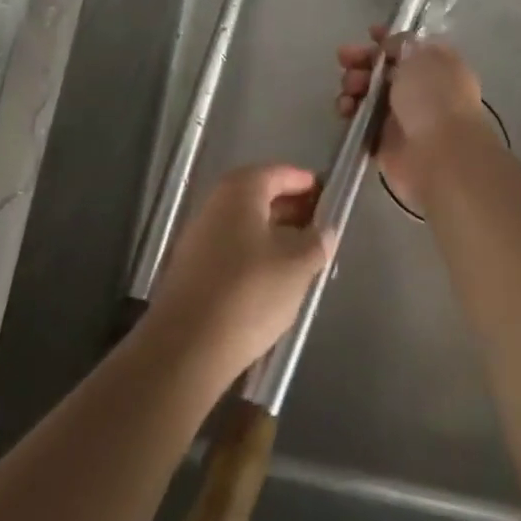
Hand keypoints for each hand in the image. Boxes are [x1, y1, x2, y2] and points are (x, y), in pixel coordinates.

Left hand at [144, 165, 333, 387]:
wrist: (187, 346)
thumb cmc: (249, 292)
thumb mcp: (297, 265)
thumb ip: (317, 241)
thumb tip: (325, 229)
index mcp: (241, 188)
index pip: (282, 173)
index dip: (309, 184)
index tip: (333, 199)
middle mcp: (217, 202)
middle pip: (263, 196)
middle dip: (294, 210)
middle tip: (323, 231)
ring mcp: (201, 234)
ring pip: (248, 225)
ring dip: (277, 235)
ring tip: (305, 259)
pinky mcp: (194, 267)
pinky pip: (234, 249)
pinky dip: (257, 255)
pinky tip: (275, 281)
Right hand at [336, 27, 487, 205]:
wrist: (440, 157)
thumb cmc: (434, 97)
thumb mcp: (420, 55)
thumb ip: (401, 44)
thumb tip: (390, 46)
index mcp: (436, 65)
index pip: (409, 45)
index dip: (388, 38)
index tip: (369, 33)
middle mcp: (420, 89)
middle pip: (383, 68)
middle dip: (362, 60)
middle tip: (345, 58)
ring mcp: (401, 116)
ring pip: (368, 92)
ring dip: (353, 84)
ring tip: (350, 87)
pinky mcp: (383, 140)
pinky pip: (359, 119)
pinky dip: (349, 110)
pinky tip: (345, 108)